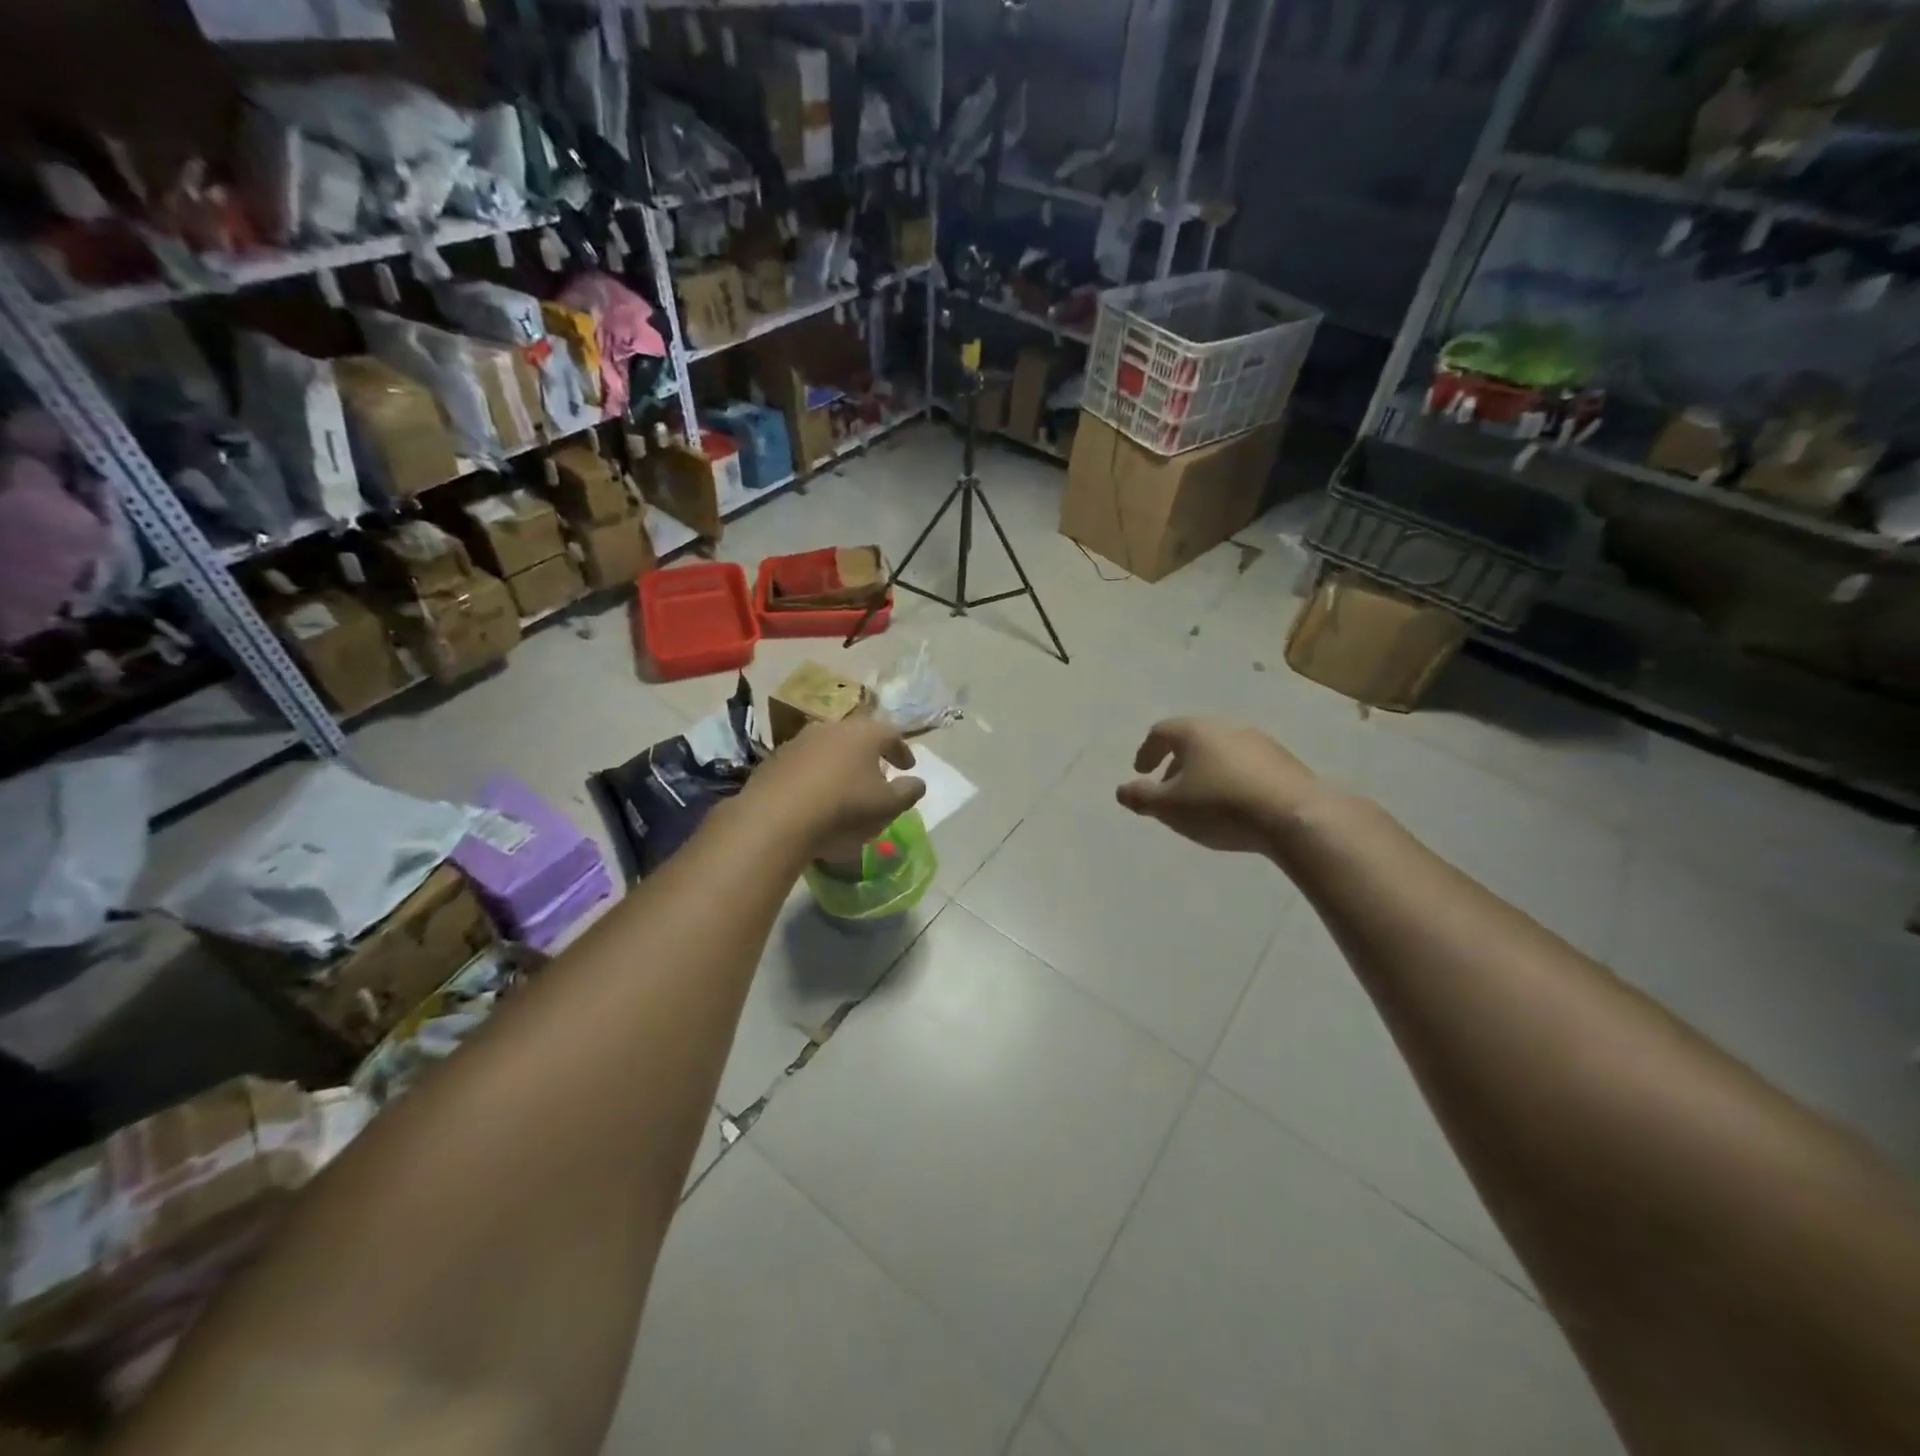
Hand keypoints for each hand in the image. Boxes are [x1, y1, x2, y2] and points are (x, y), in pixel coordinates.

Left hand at [746, 716, 926, 859]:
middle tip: (877, 771)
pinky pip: (804, 762)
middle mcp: (832, 728)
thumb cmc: (843, 808)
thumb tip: (918, 782)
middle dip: (870, 753)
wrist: (777, 818)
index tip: (908, 767)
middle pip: (857, 735)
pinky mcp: (775, 759)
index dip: (902, 750)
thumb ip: (908, 792)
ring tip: (844, 785)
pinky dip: (814, 774)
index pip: (891, 733)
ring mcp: (799, 740)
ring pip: (828, 746)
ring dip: (840, 762)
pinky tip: (814, 795)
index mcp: (864, 734)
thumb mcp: (887, 807)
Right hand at [1116, 718, 1323, 854]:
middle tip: (1168, 787)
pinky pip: (1246, 765)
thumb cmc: (1221, 805)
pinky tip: (1234, 804)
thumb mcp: (1170, 807)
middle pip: (1193, 739)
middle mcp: (1227, 727)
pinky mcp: (1285, 762)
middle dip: (1176, 762)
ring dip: (1205, 770)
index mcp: (1195, 731)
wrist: (1295, 816)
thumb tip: (1122, 790)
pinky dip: (1230, 778)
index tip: (1141, 771)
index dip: (1146, 751)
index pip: (1161, 732)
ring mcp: (1260, 742)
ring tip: (1201, 799)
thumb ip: (1141, 797)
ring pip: (1221, 751)